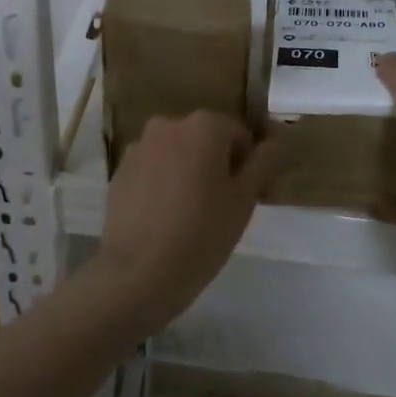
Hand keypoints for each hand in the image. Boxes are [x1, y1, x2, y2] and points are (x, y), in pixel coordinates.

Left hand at [95, 112, 275, 332]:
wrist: (139, 271)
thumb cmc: (202, 233)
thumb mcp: (244, 200)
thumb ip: (263, 162)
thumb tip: (276, 140)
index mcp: (204, 125)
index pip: (238, 135)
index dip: (246, 165)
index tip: (244, 197)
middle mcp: (168, 125)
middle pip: (204, 140)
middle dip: (214, 164)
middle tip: (219, 206)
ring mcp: (139, 147)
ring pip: (175, 154)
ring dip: (186, 172)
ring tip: (188, 215)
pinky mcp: (119, 171)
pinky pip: (151, 170)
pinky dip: (161, 184)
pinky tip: (162, 218)